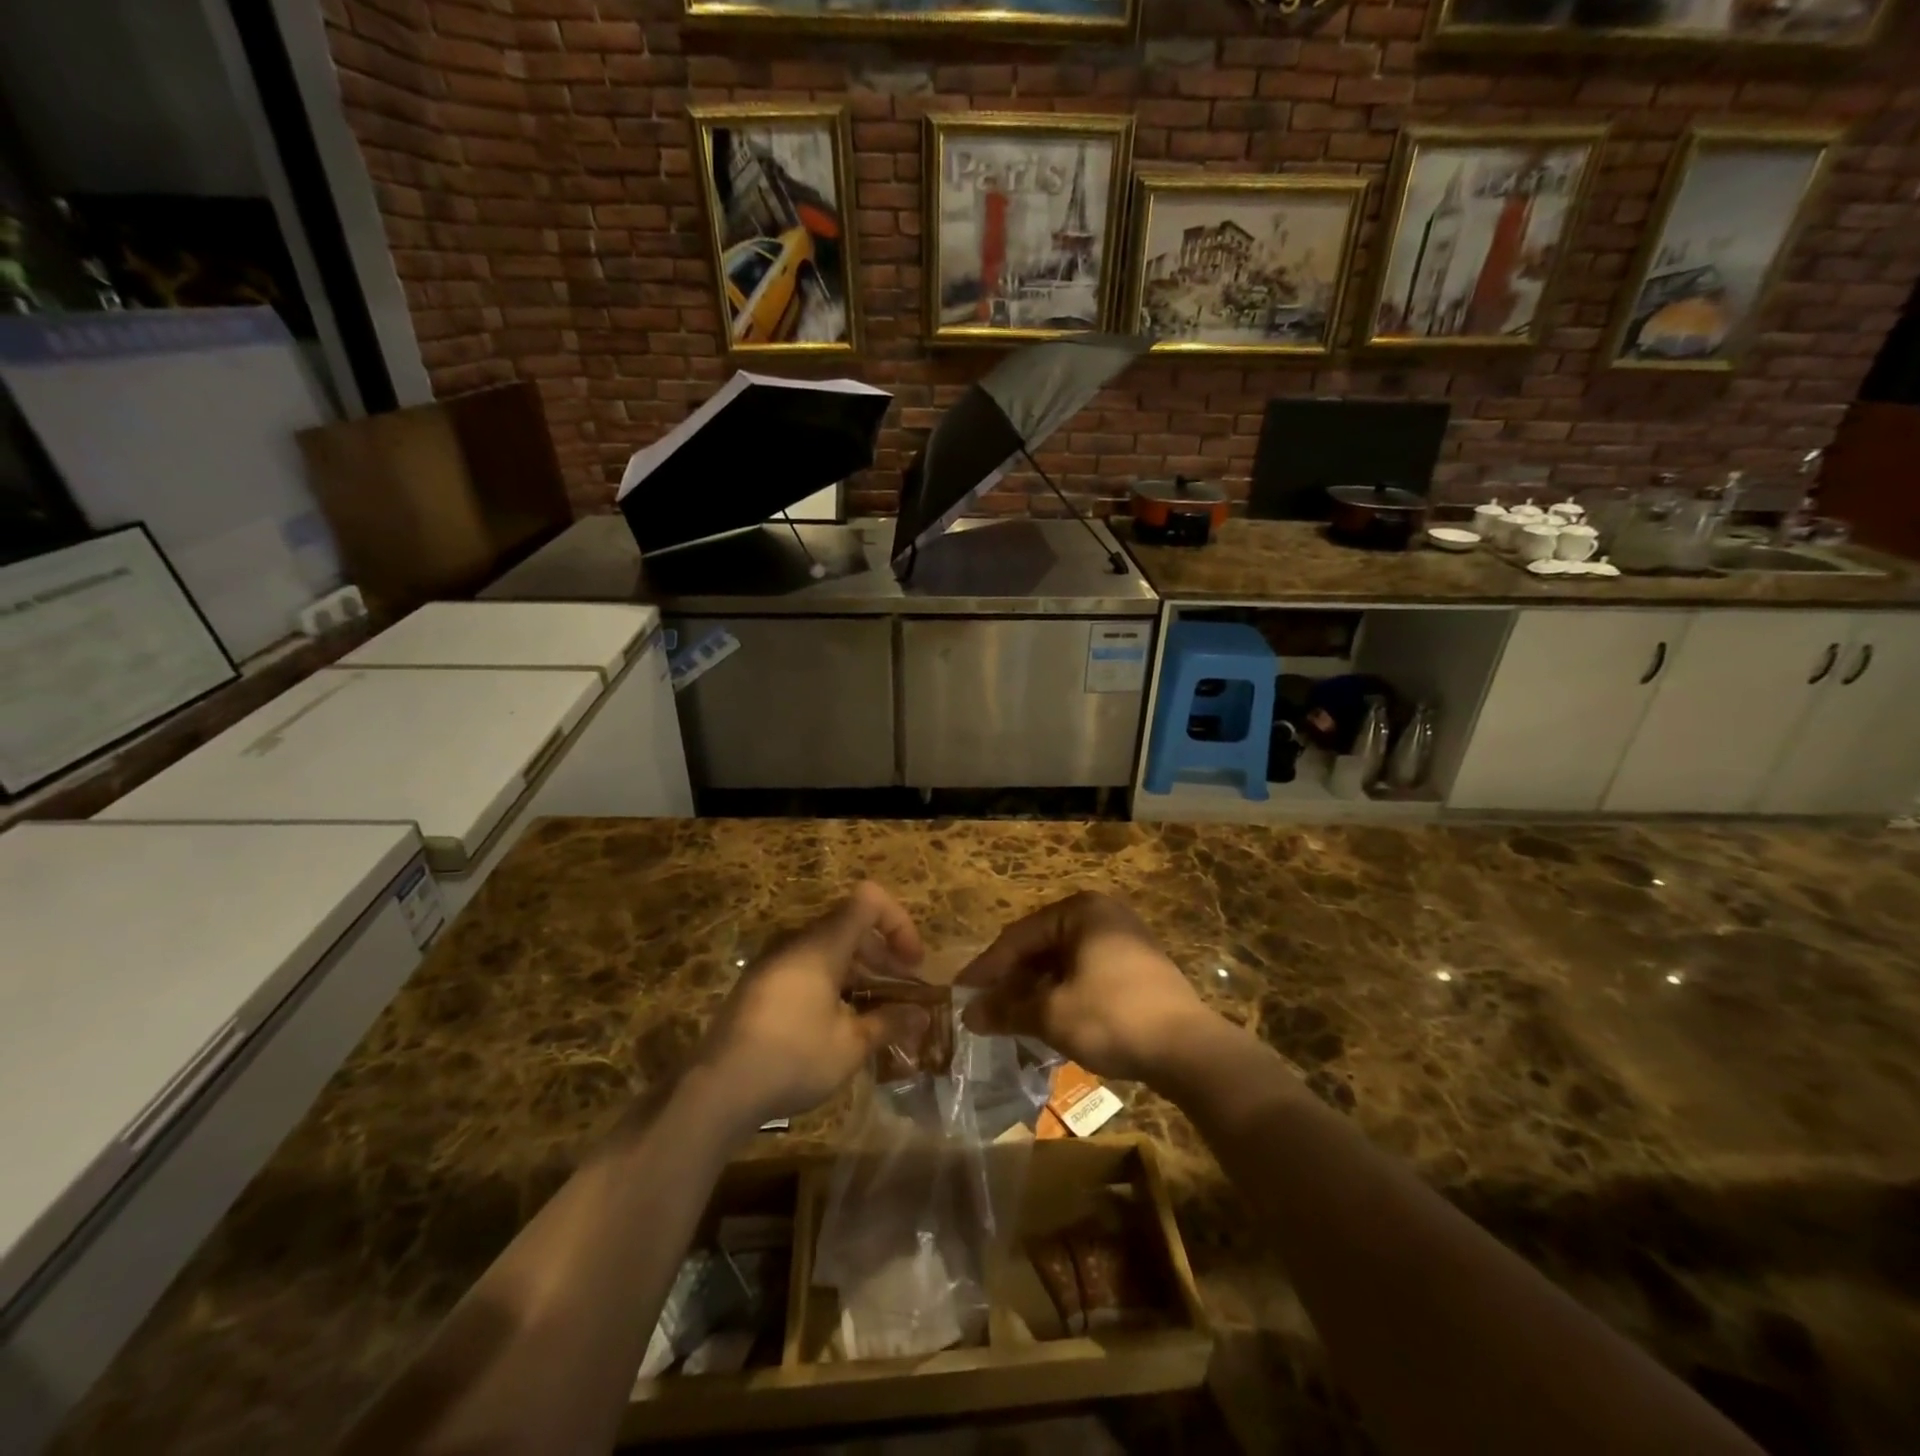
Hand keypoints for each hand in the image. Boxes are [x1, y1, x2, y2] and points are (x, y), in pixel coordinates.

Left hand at [695, 881, 928, 1130]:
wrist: (717, 1089)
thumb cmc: (793, 1058)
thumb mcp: (850, 1045)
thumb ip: (889, 1023)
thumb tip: (920, 1016)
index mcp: (822, 944)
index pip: (869, 900)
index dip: (898, 923)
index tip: (912, 963)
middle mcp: (797, 942)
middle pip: (850, 925)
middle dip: (883, 954)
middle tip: (902, 994)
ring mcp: (774, 962)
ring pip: (828, 949)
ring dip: (859, 972)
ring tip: (875, 1013)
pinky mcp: (759, 985)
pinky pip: (806, 968)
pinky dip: (832, 983)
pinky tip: (838, 1024)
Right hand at [957, 891, 1221, 1084]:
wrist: (1188, 1049)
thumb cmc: (1111, 1017)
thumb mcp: (1051, 1014)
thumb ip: (1007, 1009)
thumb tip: (968, 1015)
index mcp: (1080, 911)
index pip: (1019, 936)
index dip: (987, 968)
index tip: (961, 993)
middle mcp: (1103, 915)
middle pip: (1042, 946)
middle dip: (1012, 980)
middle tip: (984, 1008)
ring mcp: (1124, 940)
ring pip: (1064, 962)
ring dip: (1036, 990)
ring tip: (1011, 1018)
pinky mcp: (1138, 968)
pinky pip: (1086, 973)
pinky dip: (1063, 994)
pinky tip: (1048, 1019)